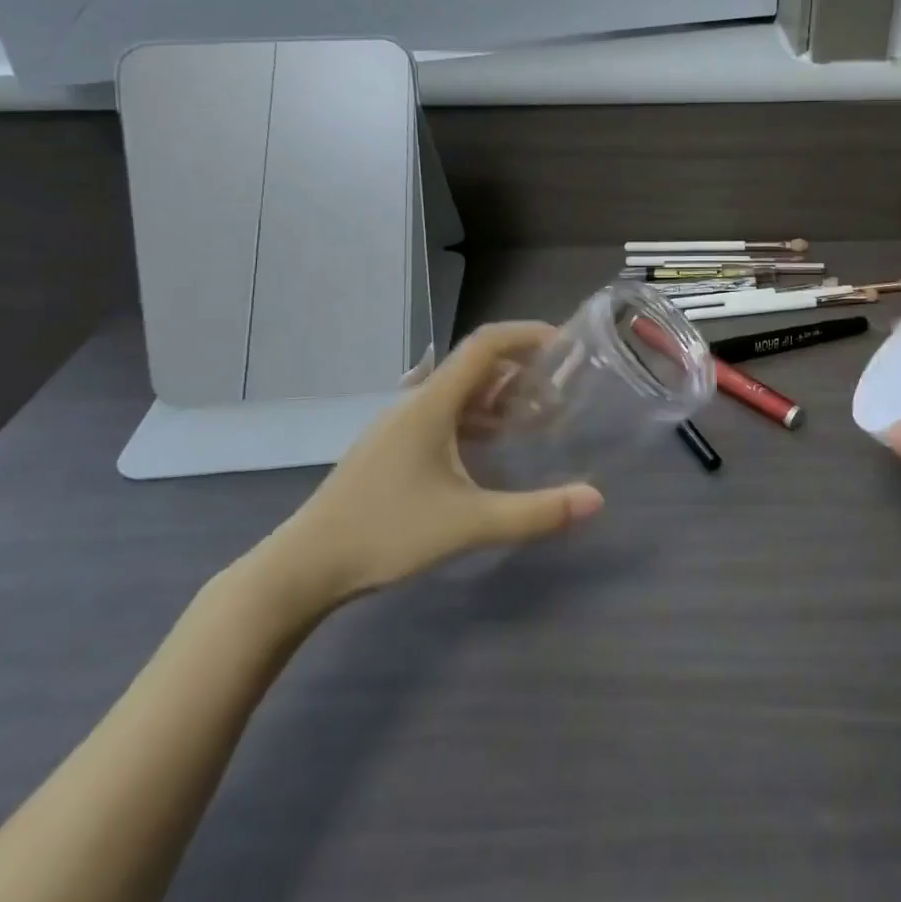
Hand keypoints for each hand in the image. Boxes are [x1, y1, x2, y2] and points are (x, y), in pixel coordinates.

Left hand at [259, 322, 603, 610]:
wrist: (305, 566)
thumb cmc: (386, 533)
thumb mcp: (468, 523)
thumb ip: (535, 512)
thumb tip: (595, 499)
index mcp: (432, 404)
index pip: (485, 345)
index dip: (527, 335)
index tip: (565, 344)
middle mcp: (415, 402)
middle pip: (474, 365)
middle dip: (521, 368)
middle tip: (560, 387)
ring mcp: (399, 424)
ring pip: (458, 391)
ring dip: (498, 395)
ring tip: (535, 415)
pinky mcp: (391, 446)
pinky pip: (443, 413)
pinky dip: (476, 417)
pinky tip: (491, 445)